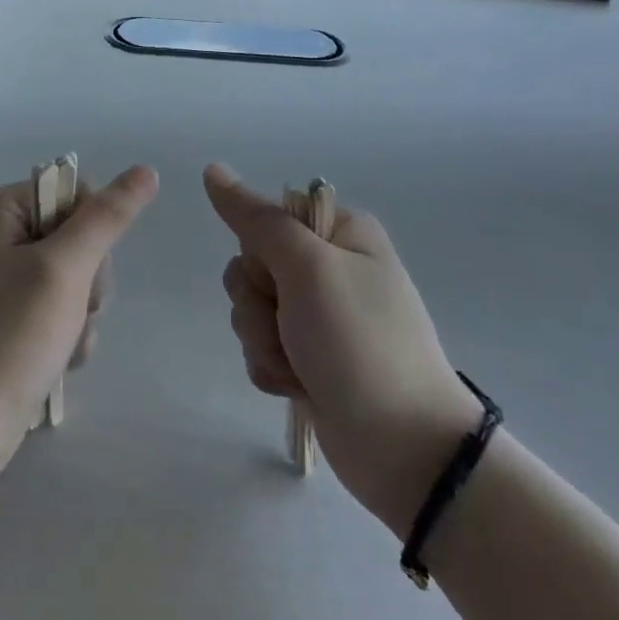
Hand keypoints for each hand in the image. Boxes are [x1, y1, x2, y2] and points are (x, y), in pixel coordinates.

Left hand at [0, 166, 158, 494]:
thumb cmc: (7, 337)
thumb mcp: (64, 270)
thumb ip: (106, 217)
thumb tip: (146, 171)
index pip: (76, 194)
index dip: (93, 232)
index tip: (81, 272)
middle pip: (78, 236)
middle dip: (89, 280)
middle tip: (73, 311)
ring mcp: (1, 278)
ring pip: (75, 277)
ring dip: (82, 312)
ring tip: (64, 344)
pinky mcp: (8, 317)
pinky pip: (58, 308)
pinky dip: (67, 333)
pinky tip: (59, 361)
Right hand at [205, 164, 479, 538]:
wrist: (405, 449)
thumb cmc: (360, 343)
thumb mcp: (308, 268)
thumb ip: (256, 219)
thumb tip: (213, 170)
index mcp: (339, 232)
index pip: (266, 218)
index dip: (260, 250)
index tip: (282, 276)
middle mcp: (328, 267)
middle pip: (251, 265)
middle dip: (258, 303)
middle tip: (291, 325)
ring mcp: (318, 315)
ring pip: (251, 308)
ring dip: (263, 340)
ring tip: (300, 365)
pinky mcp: (308, 357)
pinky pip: (261, 346)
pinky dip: (272, 367)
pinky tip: (299, 386)